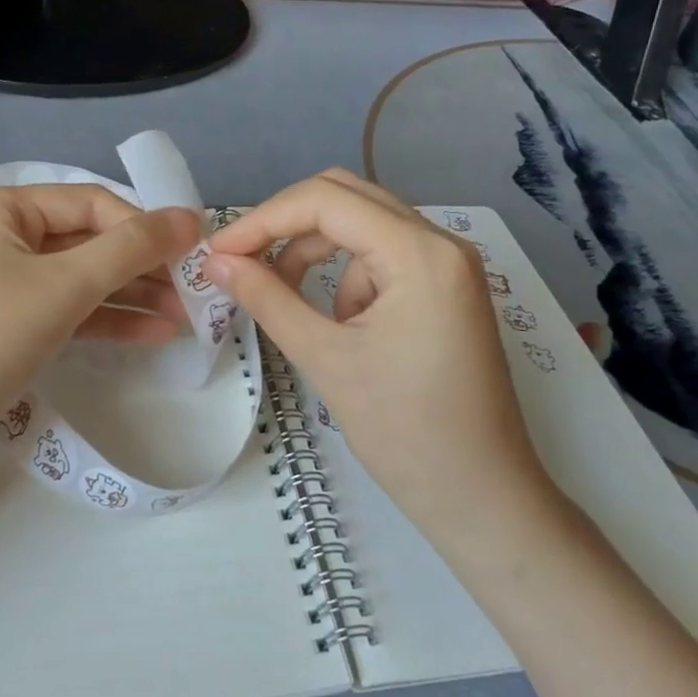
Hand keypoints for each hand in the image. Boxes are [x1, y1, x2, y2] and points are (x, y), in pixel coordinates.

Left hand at [0, 185, 201, 493]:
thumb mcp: (64, 286)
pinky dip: (106, 320)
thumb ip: (131, 248)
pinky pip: (66, 311)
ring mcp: (2, 284)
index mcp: (2, 209)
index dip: (143, 226)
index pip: (90, 202)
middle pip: (87, 240)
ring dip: (131, 295)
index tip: (191, 254)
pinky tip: (153, 334)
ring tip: (185, 318)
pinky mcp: (7, 326)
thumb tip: (191, 217)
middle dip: (141, 266)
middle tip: (194, 291)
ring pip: (80, 279)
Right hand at [206, 170, 565, 556]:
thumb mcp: (325, 359)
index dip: (263, 219)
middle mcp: (440, 242)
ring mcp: (449, 264)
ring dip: (316, 252)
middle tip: (241, 261)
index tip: (218, 253)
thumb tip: (215, 261)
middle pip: (346, 198)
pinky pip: (382, 258)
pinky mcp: (446, 289)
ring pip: (362, 226)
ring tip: (287, 300)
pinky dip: (347, 277)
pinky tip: (341, 325)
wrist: (482, 498)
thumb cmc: (405, 432)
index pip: (325, 201)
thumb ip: (267, 298)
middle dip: (287, 226)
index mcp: (419, 252)